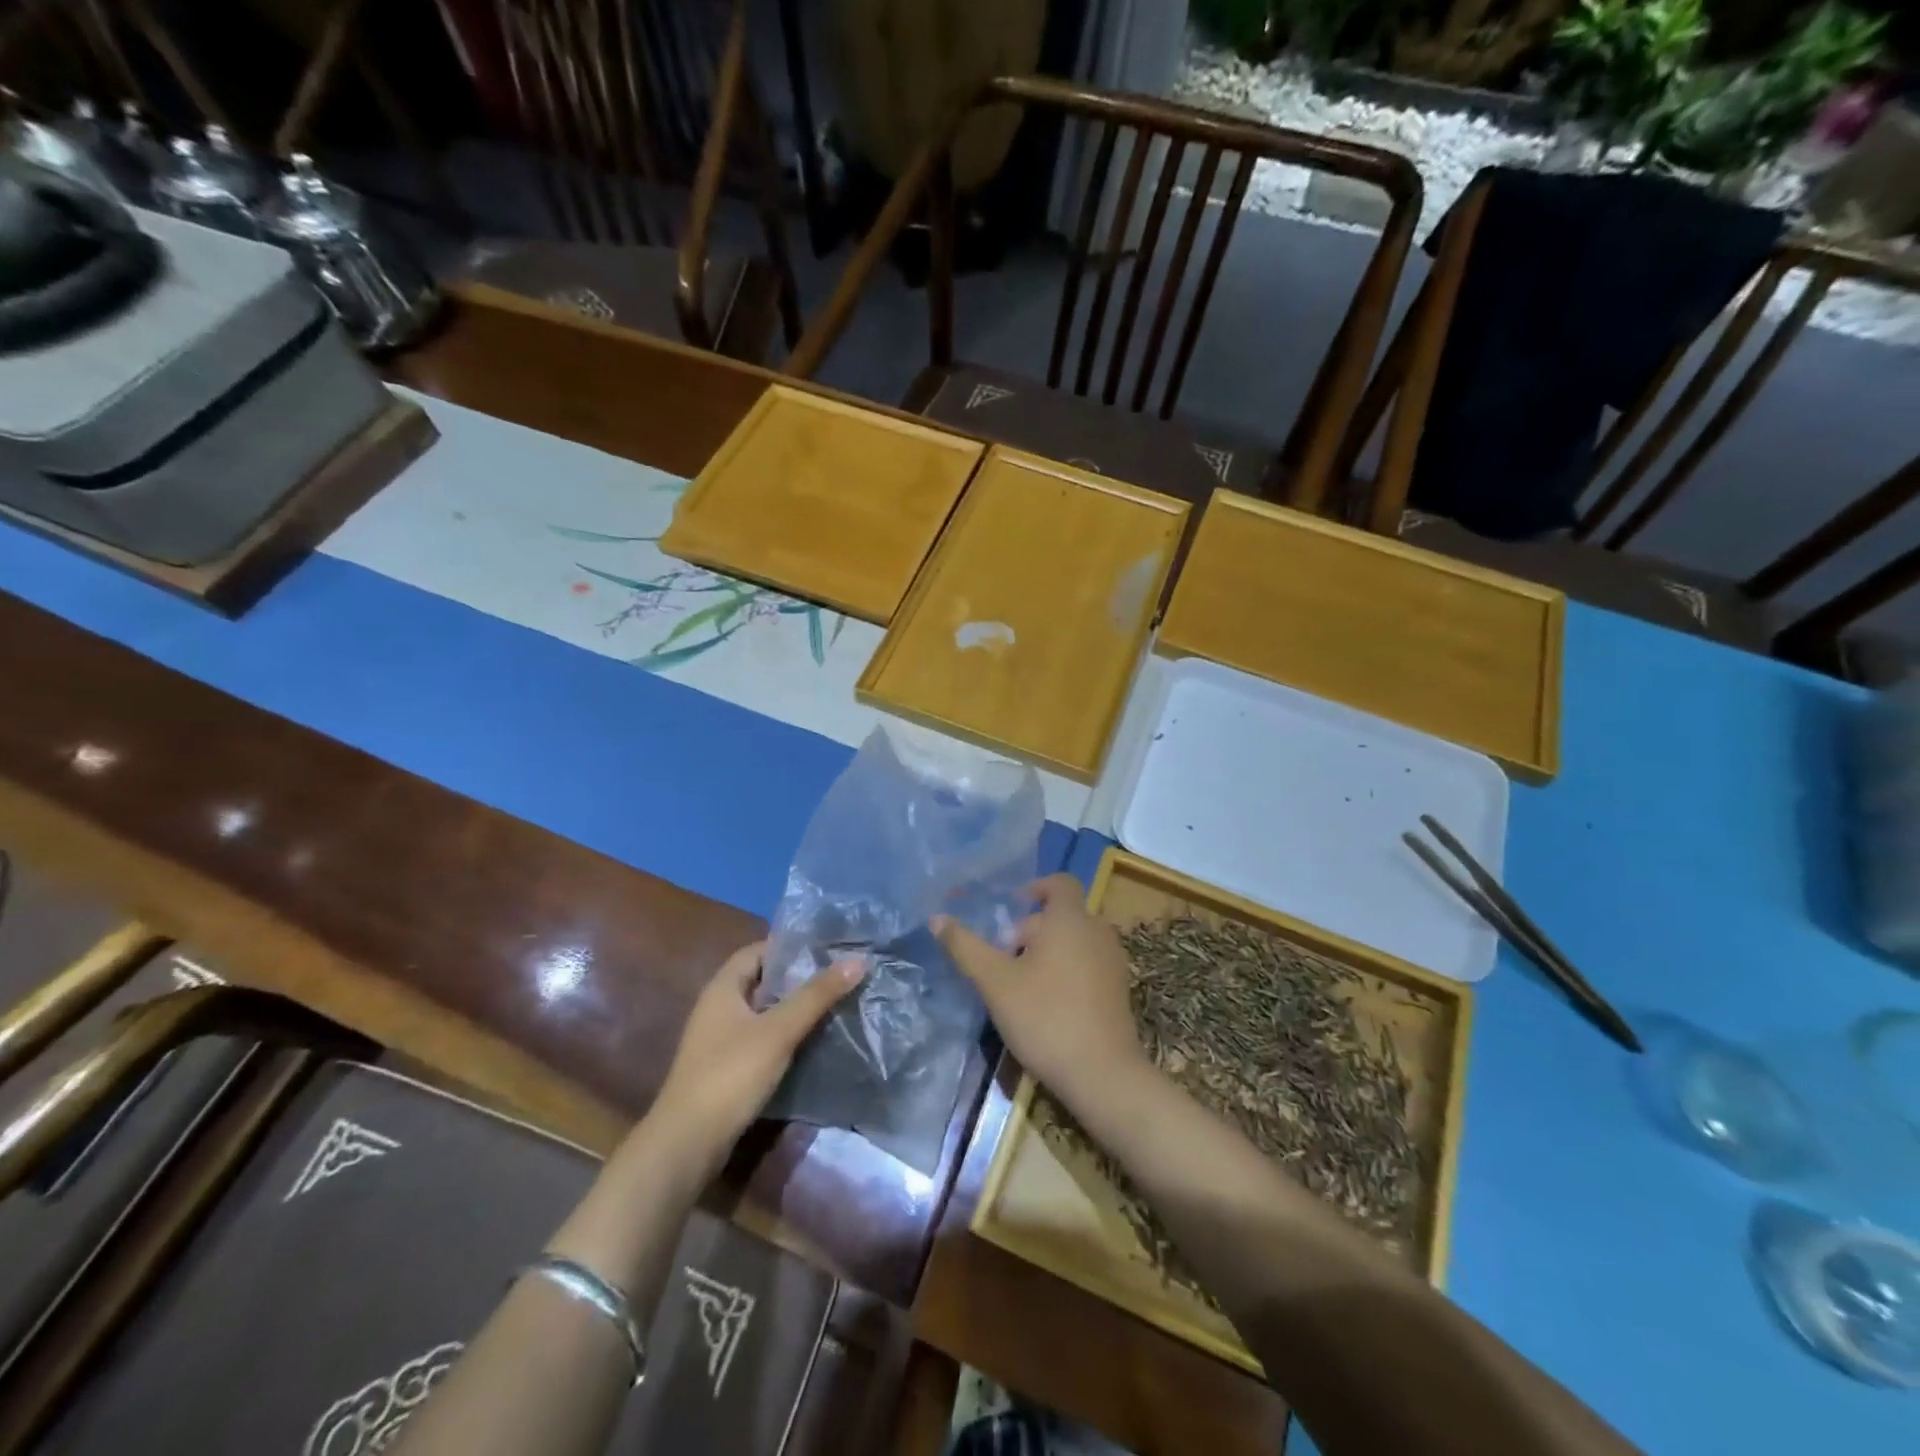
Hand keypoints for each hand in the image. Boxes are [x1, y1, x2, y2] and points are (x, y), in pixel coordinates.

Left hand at [647, 941, 864, 1170]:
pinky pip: (761, 1038)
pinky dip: (785, 1035)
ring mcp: (720, 1039)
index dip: (791, 946)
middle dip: (799, 978)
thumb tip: (859, 959)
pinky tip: (813, 1041)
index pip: (759, 950)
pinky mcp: (727, 1068)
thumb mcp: (779, 1031)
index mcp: (723, 988)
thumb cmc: (730, 1075)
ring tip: (835, 1004)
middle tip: (840, 974)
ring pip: (764, 1011)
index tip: (827, 948)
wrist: (687, 1145)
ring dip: (794, 1008)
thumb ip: (817, 995)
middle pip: (763, 981)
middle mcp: (718, 1007)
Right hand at [933, 873, 1147, 1110]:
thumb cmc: (1045, 1017)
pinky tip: (1047, 1005)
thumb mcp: (995, 982)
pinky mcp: (1119, 989)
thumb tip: (936, 918)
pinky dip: (1067, 971)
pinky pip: (1088, 964)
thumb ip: (965, 947)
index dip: (1034, 889)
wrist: (1102, 1074)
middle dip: (1030, 930)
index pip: (1059, 882)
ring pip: (1075, 941)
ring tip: (1021, 984)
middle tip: (1003, 960)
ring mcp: (1113, 960)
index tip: (1009, 910)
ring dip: (1048, 952)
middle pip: (1061, 915)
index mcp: (1070, 918)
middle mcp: (1097, 930)